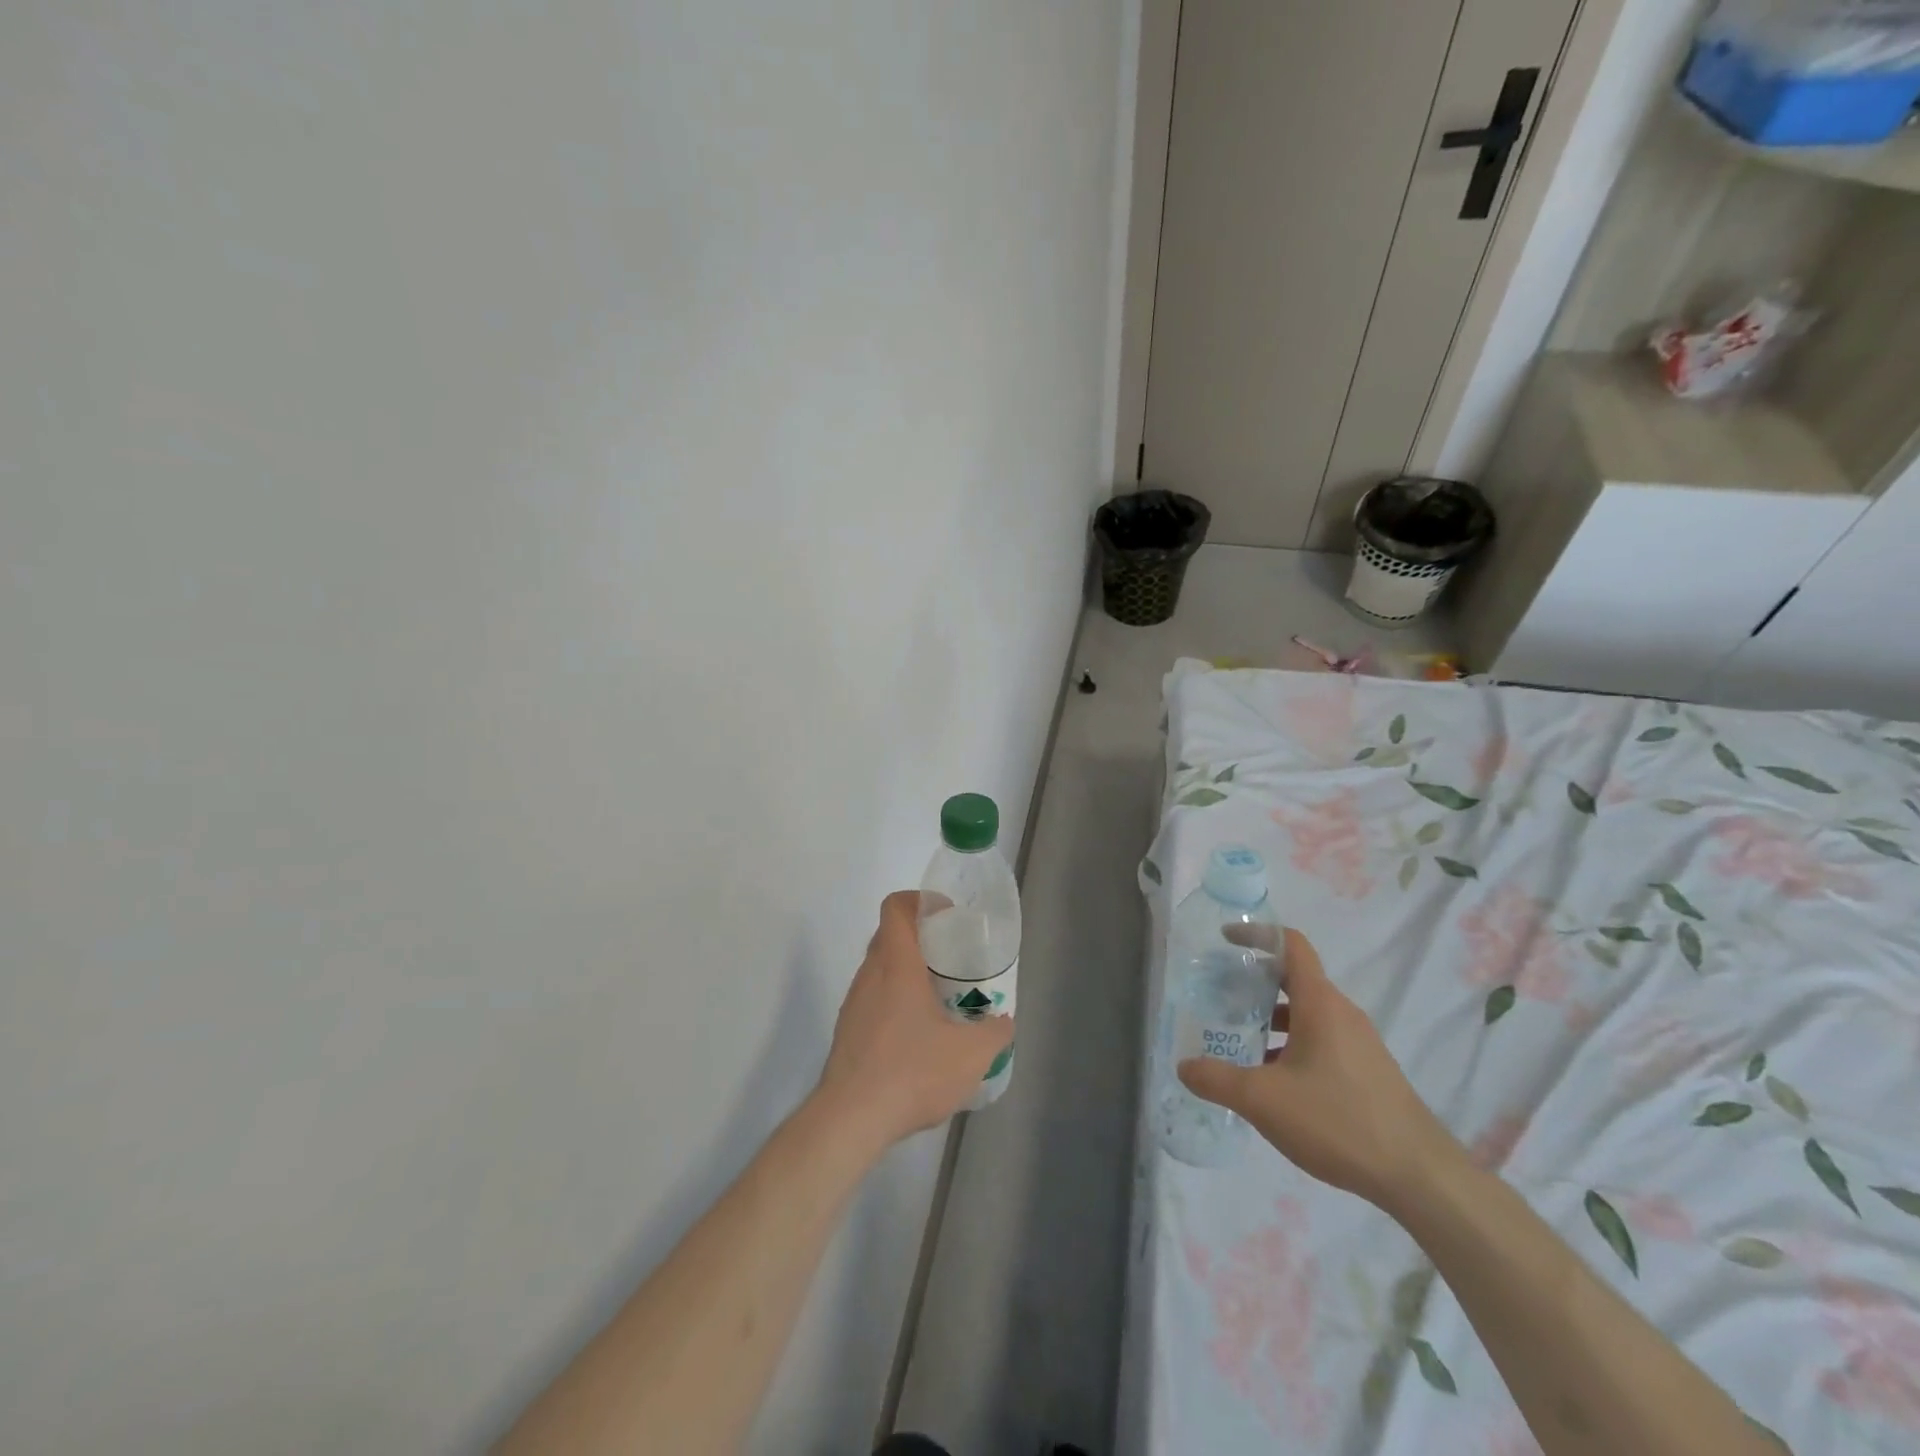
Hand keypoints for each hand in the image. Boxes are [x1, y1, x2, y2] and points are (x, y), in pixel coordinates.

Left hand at [816, 891, 1014, 1149]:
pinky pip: (873, 1001)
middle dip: (920, 938)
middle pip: (889, 937)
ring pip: (880, 971)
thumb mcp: (970, 1054)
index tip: (945, 915)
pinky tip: (917, 1038)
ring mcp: (853, 1005)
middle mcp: (869, 976)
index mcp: (896, 965)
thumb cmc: (912, 1071)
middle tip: (951, 958)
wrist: (850, 1119)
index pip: (895, 908)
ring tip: (939, 999)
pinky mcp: (847, 1033)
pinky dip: (895, 1004)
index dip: (919, 900)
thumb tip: (1004, 1022)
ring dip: (906, 973)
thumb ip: (994, 1033)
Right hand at [1178, 929, 1458, 1211]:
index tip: (1225, 939)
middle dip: (1256, 981)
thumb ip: (1217, 1080)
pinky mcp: (1369, 1070)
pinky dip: (1292, 1042)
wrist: (1421, 1177)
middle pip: (1295, 978)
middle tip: (1219, 995)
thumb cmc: (1339, 1122)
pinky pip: (1322, 1039)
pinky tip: (1275, 1080)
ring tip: (1240, 1039)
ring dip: (1273, 1017)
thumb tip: (1183, 1066)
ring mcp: (1360, 1042)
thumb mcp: (1264, 1101)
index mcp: (1320, 1003)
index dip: (1257, 934)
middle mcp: (1342, 1013)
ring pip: (1308, 1013)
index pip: (1291, 944)